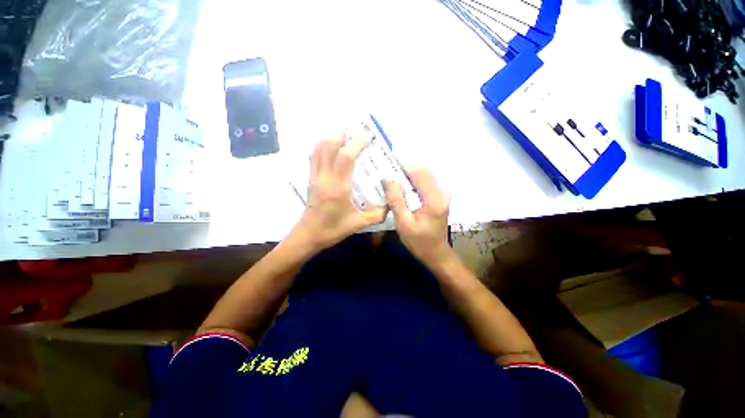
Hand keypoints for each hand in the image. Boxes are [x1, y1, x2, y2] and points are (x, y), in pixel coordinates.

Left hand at [293, 133, 386, 250]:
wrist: (308, 235)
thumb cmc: (333, 229)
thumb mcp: (358, 224)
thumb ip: (377, 214)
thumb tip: (391, 204)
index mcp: (338, 187)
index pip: (346, 157)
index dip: (357, 143)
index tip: (368, 137)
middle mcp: (324, 177)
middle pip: (328, 146)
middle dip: (342, 134)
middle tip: (355, 130)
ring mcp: (315, 176)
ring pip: (318, 148)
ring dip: (330, 137)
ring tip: (344, 134)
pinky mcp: (310, 178)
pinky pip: (314, 155)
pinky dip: (322, 145)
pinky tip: (331, 146)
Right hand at [383, 167, 451, 266]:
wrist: (436, 254)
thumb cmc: (418, 241)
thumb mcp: (403, 222)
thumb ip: (396, 199)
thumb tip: (388, 178)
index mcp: (433, 199)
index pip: (419, 173)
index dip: (404, 163)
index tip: (389, 158)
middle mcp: (441, 193)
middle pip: (424, 171)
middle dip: (407, 165)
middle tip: (389, 163)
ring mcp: (442, 195)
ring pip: (426, 175)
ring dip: (410, 171)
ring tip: (393, 170)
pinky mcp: (439, 198)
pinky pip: (426, 183)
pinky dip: (415, 179)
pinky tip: (403, 181)